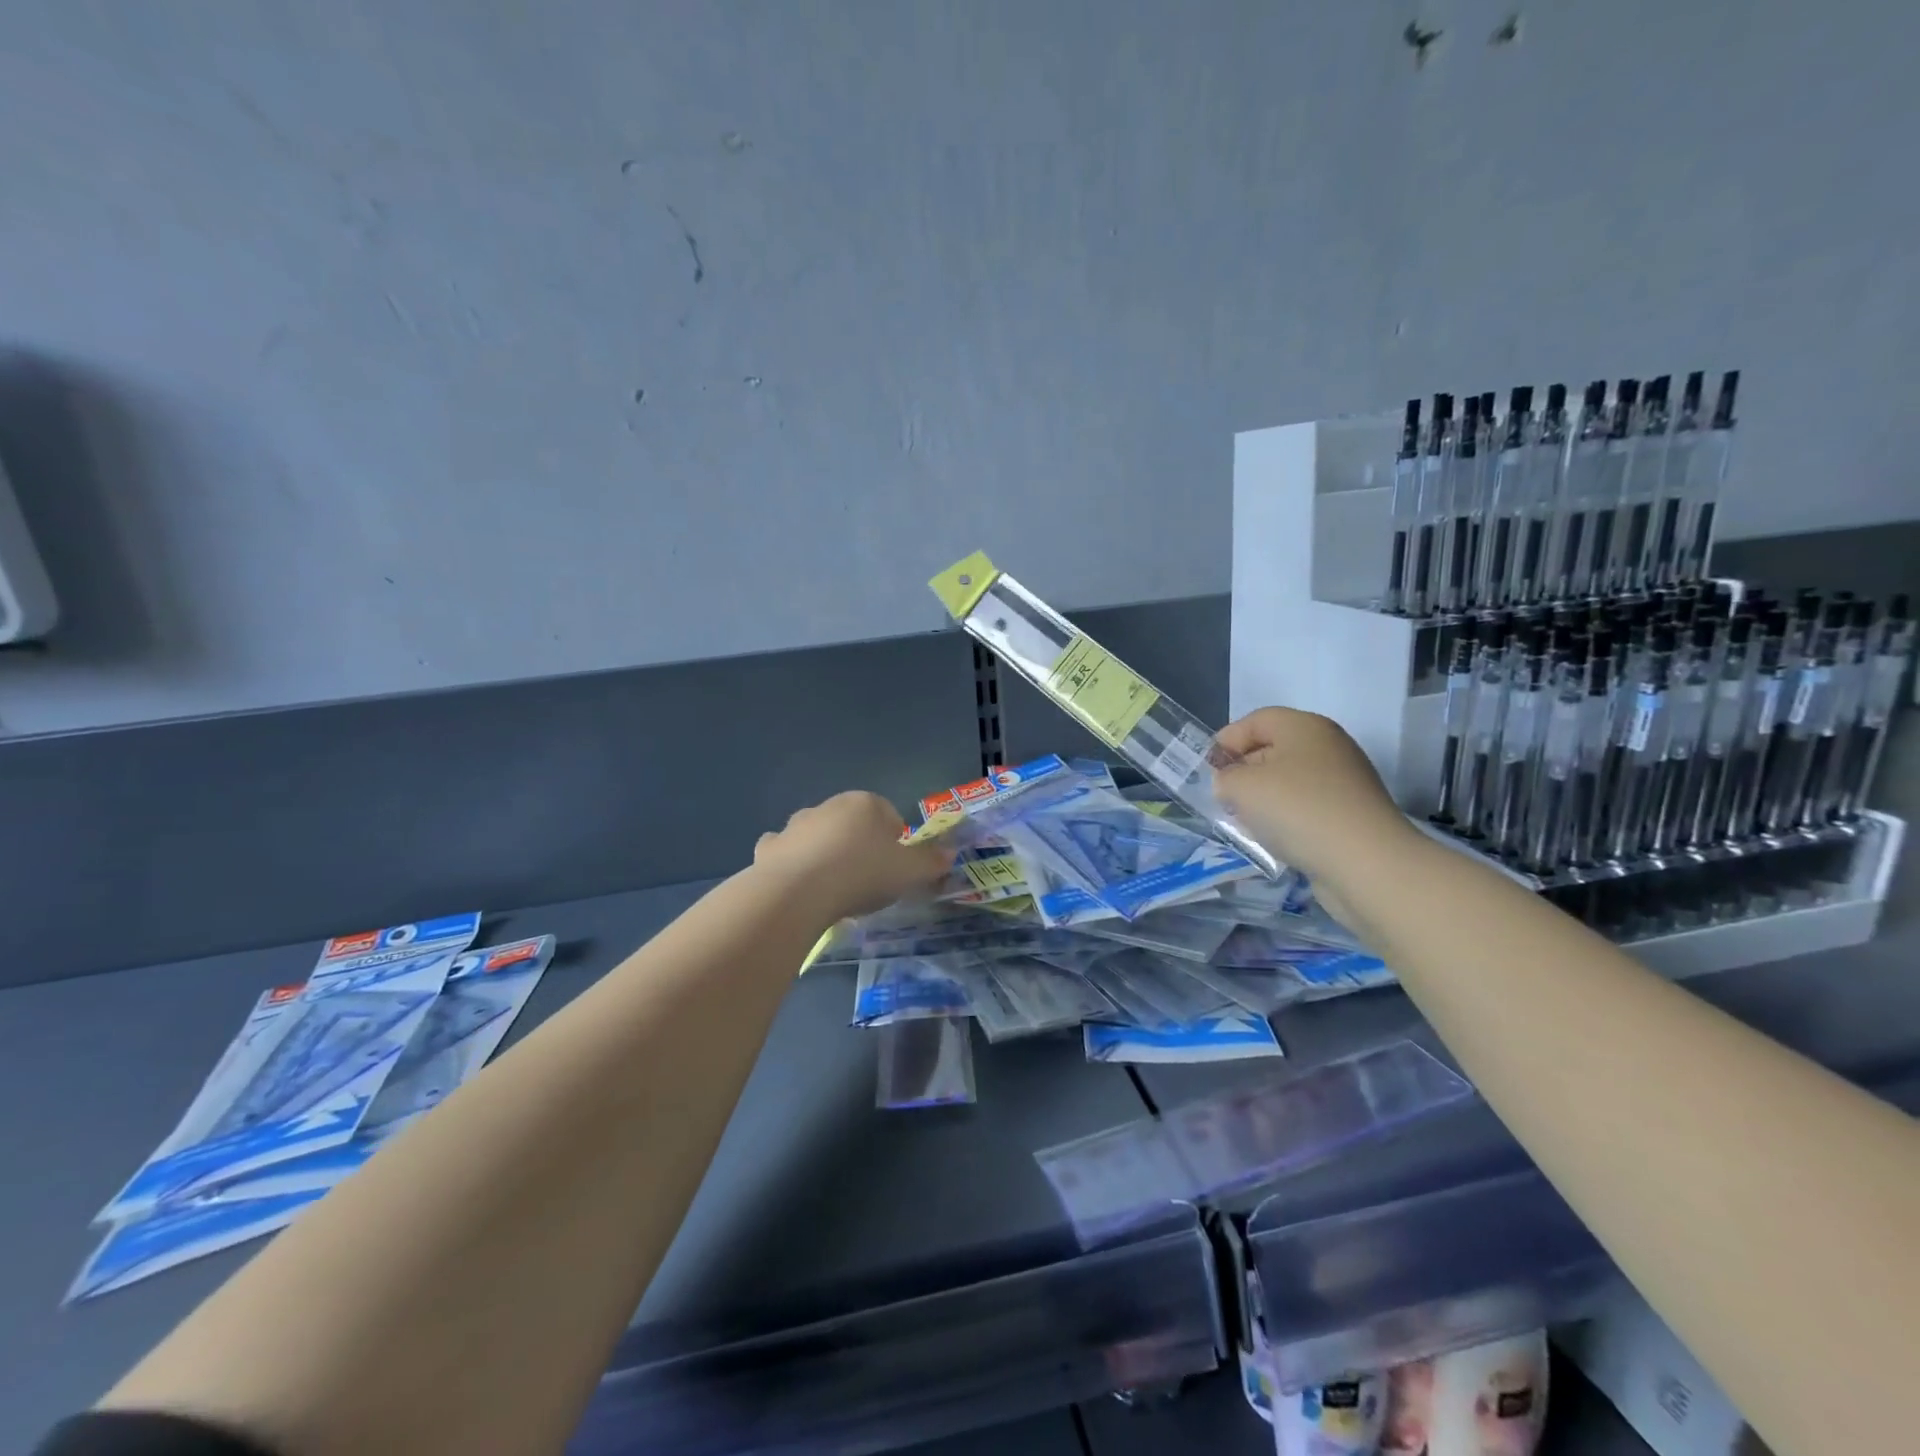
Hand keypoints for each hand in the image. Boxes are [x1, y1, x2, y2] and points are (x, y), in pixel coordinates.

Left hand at [754, 791, 953, 920]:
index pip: (890, 816)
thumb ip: (932, 862)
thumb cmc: (862, 874)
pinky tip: (800, 887)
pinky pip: (787, 852)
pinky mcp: (770, 847)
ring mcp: (795, 825)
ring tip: (834, 889)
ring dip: (826, 854)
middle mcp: (829, 805)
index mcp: (865, 803)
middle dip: (860, 847)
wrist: (799, 893)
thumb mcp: (910, 872)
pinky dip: (793, 863)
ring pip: (818, 836)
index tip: (895, 870)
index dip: (896, 843)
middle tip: (867, 882)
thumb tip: (950, 854)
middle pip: (853, 824)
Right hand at [1211, 708, 1417, 887]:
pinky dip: (1286, 819)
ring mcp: (1344, 781)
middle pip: (1272, 749)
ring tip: (1246, 823)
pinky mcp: (1351, 814)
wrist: (1365, 863)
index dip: (1226, 742)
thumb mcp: (1241, 786)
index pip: (1255, 720)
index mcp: (1304, 726)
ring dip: (1262, 799)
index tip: (1208, 772)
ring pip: (1289, 781)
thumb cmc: (1297, 810)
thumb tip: (1231, 784)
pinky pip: (1306, 807)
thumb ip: (1225, 777)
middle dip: (1243, 772)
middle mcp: (1328, 746)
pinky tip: (1275, 840)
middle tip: (1223, 798)